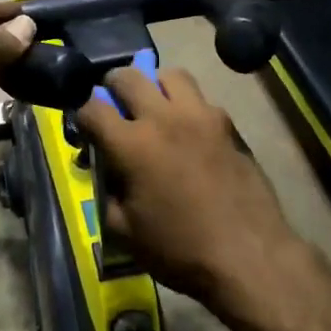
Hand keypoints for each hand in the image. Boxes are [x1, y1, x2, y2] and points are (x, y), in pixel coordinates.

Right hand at [74, 66, 301, 314]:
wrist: (248, 256)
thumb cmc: (180, 250)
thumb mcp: (125, 232)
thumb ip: (107, 195)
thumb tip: (107, 174)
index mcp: (132, 144)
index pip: (92, 108)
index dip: (82, 116)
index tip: (85, 130)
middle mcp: (164, 118)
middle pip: (128, 77)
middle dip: (112, 87)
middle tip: (114, 106)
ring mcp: (201, 116)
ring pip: (171, 75)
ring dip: (155, 85)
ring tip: (154, 108)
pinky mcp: (228, 125)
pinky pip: (201, 100)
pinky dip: (187, 106)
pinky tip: (188, 133)